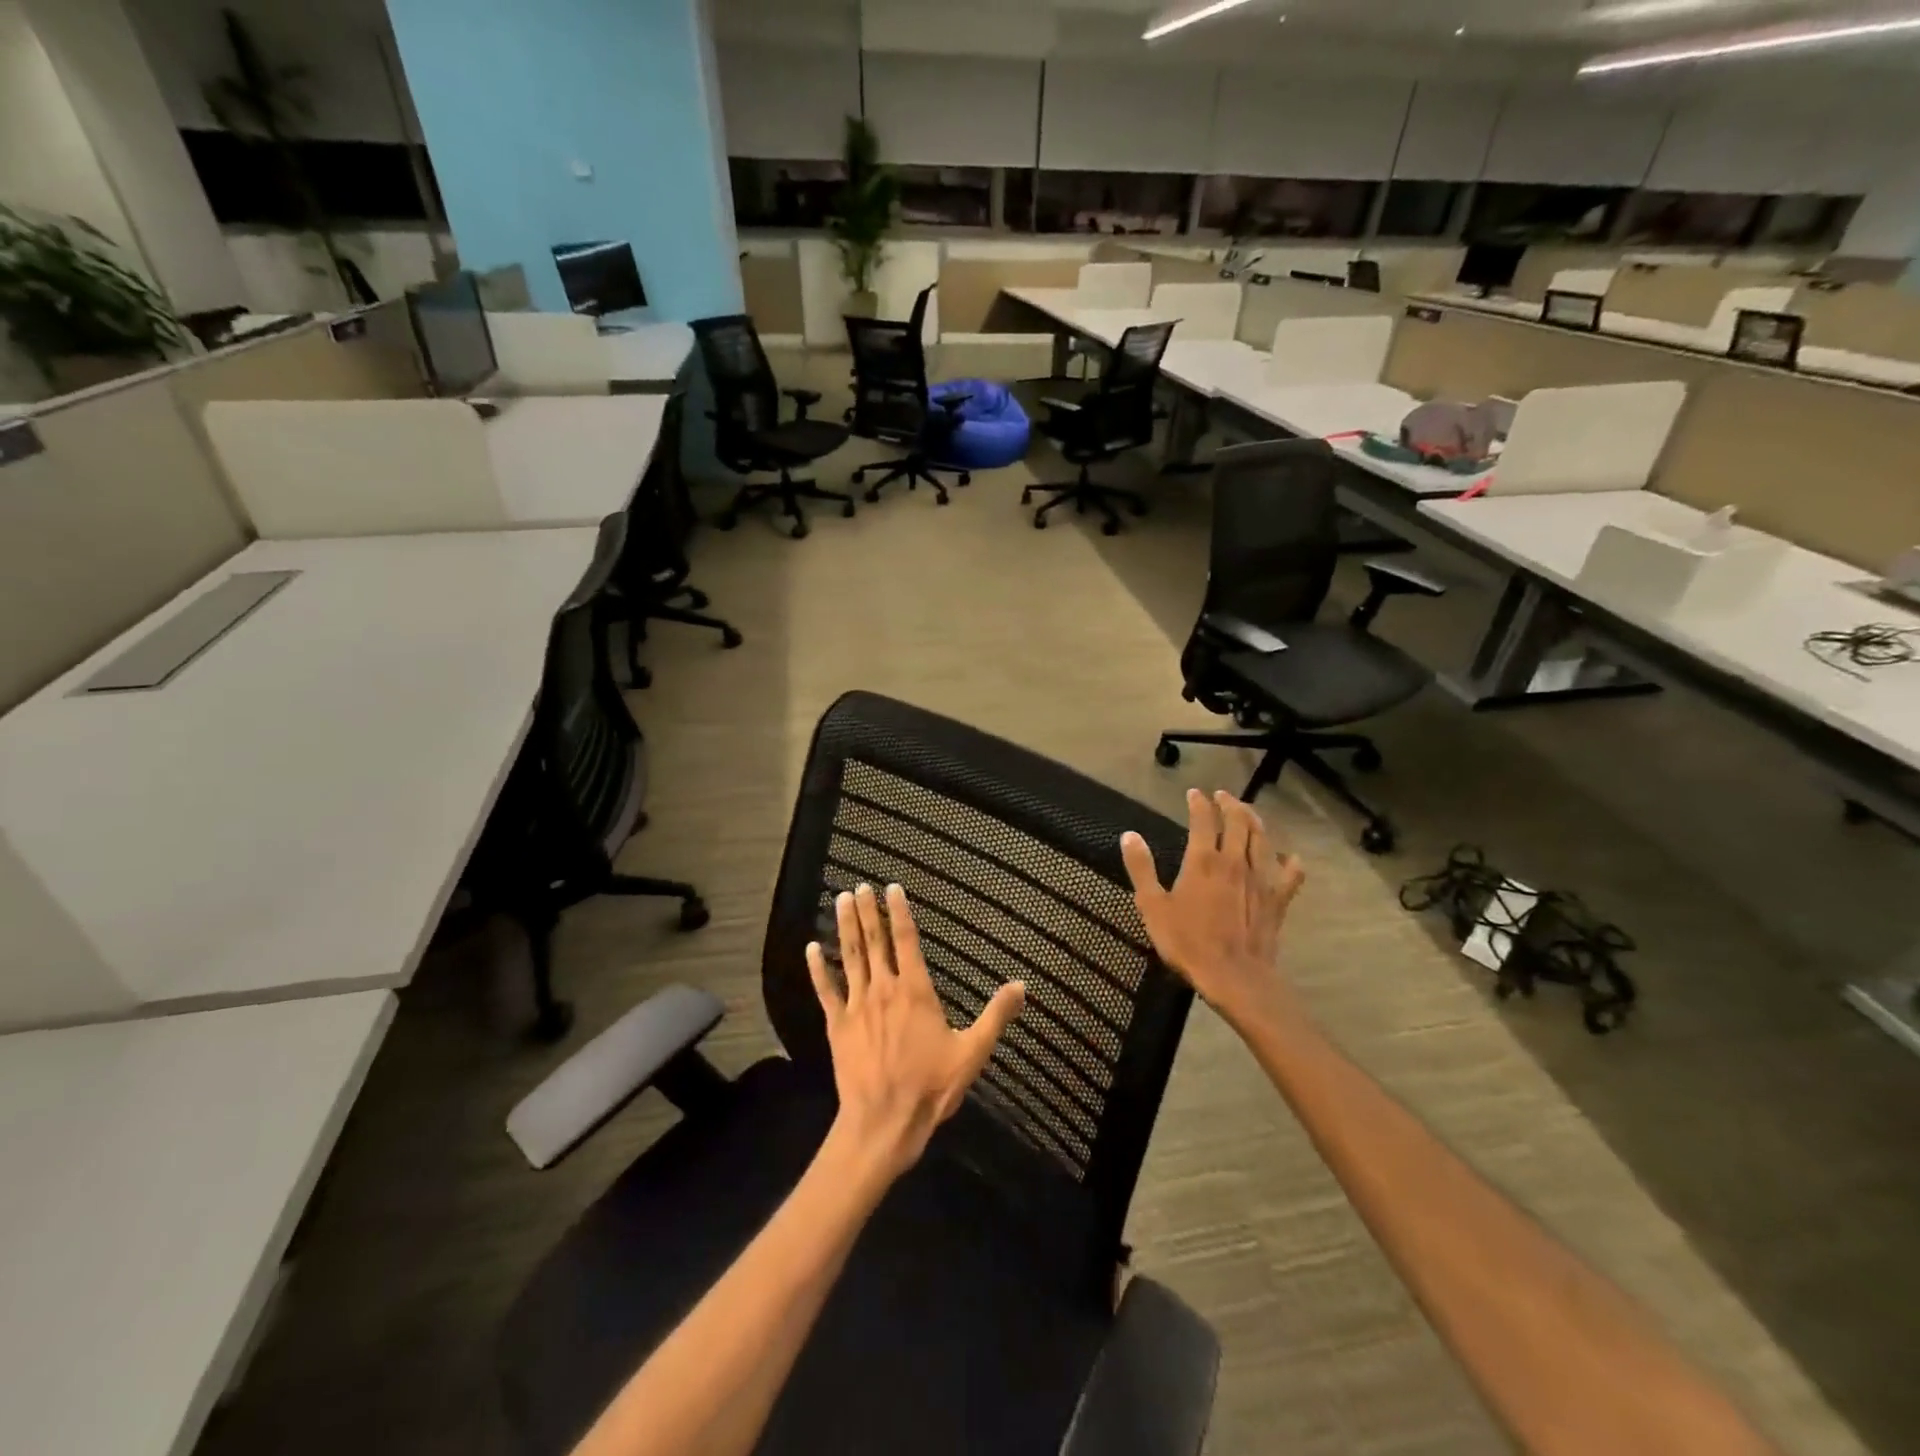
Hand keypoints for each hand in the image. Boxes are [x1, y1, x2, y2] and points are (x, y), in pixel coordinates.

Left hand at [807, 883, 1025, 1181]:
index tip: (892, 888)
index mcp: (915, 991)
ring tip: (840, 899)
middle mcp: (884, 989)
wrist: (884, 1122)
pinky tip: (810, 948)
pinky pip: (826, 990)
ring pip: (850, 957)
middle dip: (867, 911)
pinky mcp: (837, 1025)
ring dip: (845, 927)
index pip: (906, 940)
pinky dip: (818, 968)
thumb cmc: (930, 1086)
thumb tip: (1021, 985)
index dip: (899, 912)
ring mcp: (857, 1005)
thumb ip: (996, 1015)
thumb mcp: (973, 1052)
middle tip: (860, 886)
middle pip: (874, 941)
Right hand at [1120, 789, 1305, 1028]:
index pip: (1203, 819)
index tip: (1194, 793)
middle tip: (1222, 796)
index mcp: (1203, 860)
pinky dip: (1291, 862)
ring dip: (1255, 821)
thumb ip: (1142, 868)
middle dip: (1230, 804)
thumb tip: (1129, 835)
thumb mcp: (1152, 906)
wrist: (1234, 976)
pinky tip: (1291, 857)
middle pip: (1238, 822)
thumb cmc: (1187, 941)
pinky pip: (1290, 874)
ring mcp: (1261, 879)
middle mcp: (1235, 861)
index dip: (1198, 803)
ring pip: (1263, 839)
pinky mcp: (1278, 899)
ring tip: (1248, 812)